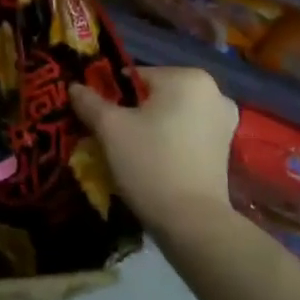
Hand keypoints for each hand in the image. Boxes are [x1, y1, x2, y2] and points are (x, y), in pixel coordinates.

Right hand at [71, 65, 237, 230]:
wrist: (192, 223)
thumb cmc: (151, 163)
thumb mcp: (109, 128)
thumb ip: (89, 101)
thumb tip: (74, 86)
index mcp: (188, 77)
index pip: (134, 76)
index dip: (111, 96)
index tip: (98, 119)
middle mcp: (213, 92)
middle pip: (155, 94)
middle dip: (131, 111)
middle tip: (111, 136)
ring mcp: (224, 121)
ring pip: (170, 114)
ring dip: (149, 126)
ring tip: (129, 151)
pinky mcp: (226, 148)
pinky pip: (186, 132)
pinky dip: (168, 140)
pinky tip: (153, 161)